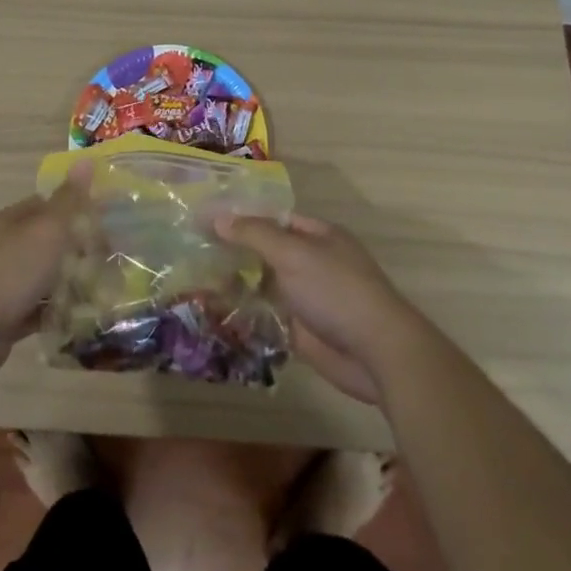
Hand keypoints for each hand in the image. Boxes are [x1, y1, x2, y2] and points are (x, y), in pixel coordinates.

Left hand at [0, 165, 91, 383]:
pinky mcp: (7, 316)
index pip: (49, 205)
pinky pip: (40, 309)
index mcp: (12, 221)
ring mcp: (5, 282)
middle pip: (49, 242)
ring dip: (71, 283)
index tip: (108, 224)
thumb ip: (68, 200)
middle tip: (112, 261)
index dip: (78, 210)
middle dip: (79, 250)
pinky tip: (83, 317)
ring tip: (106, 291)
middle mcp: (6, 247)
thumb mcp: (46, 230)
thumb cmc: (11, 272)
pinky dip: (58, 311)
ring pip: (46, 277)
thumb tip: (86, 159)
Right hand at [216, 211, 432, 402]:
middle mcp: (313, 263)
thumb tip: (216, 217)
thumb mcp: (293, 254)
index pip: (274, 219)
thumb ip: (254, 234)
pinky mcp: (301, 331)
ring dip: (236, 285)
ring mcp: (307, 298)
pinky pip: (267, 317)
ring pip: (265, 286)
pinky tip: (214, 312)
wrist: (377, 352)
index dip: (242, 218)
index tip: (206, 221)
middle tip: (193, 252)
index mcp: (318, 236)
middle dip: (235, 252)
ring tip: (195, 280)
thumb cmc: (336, 291)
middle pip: (267, 252)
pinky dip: (245, 315)